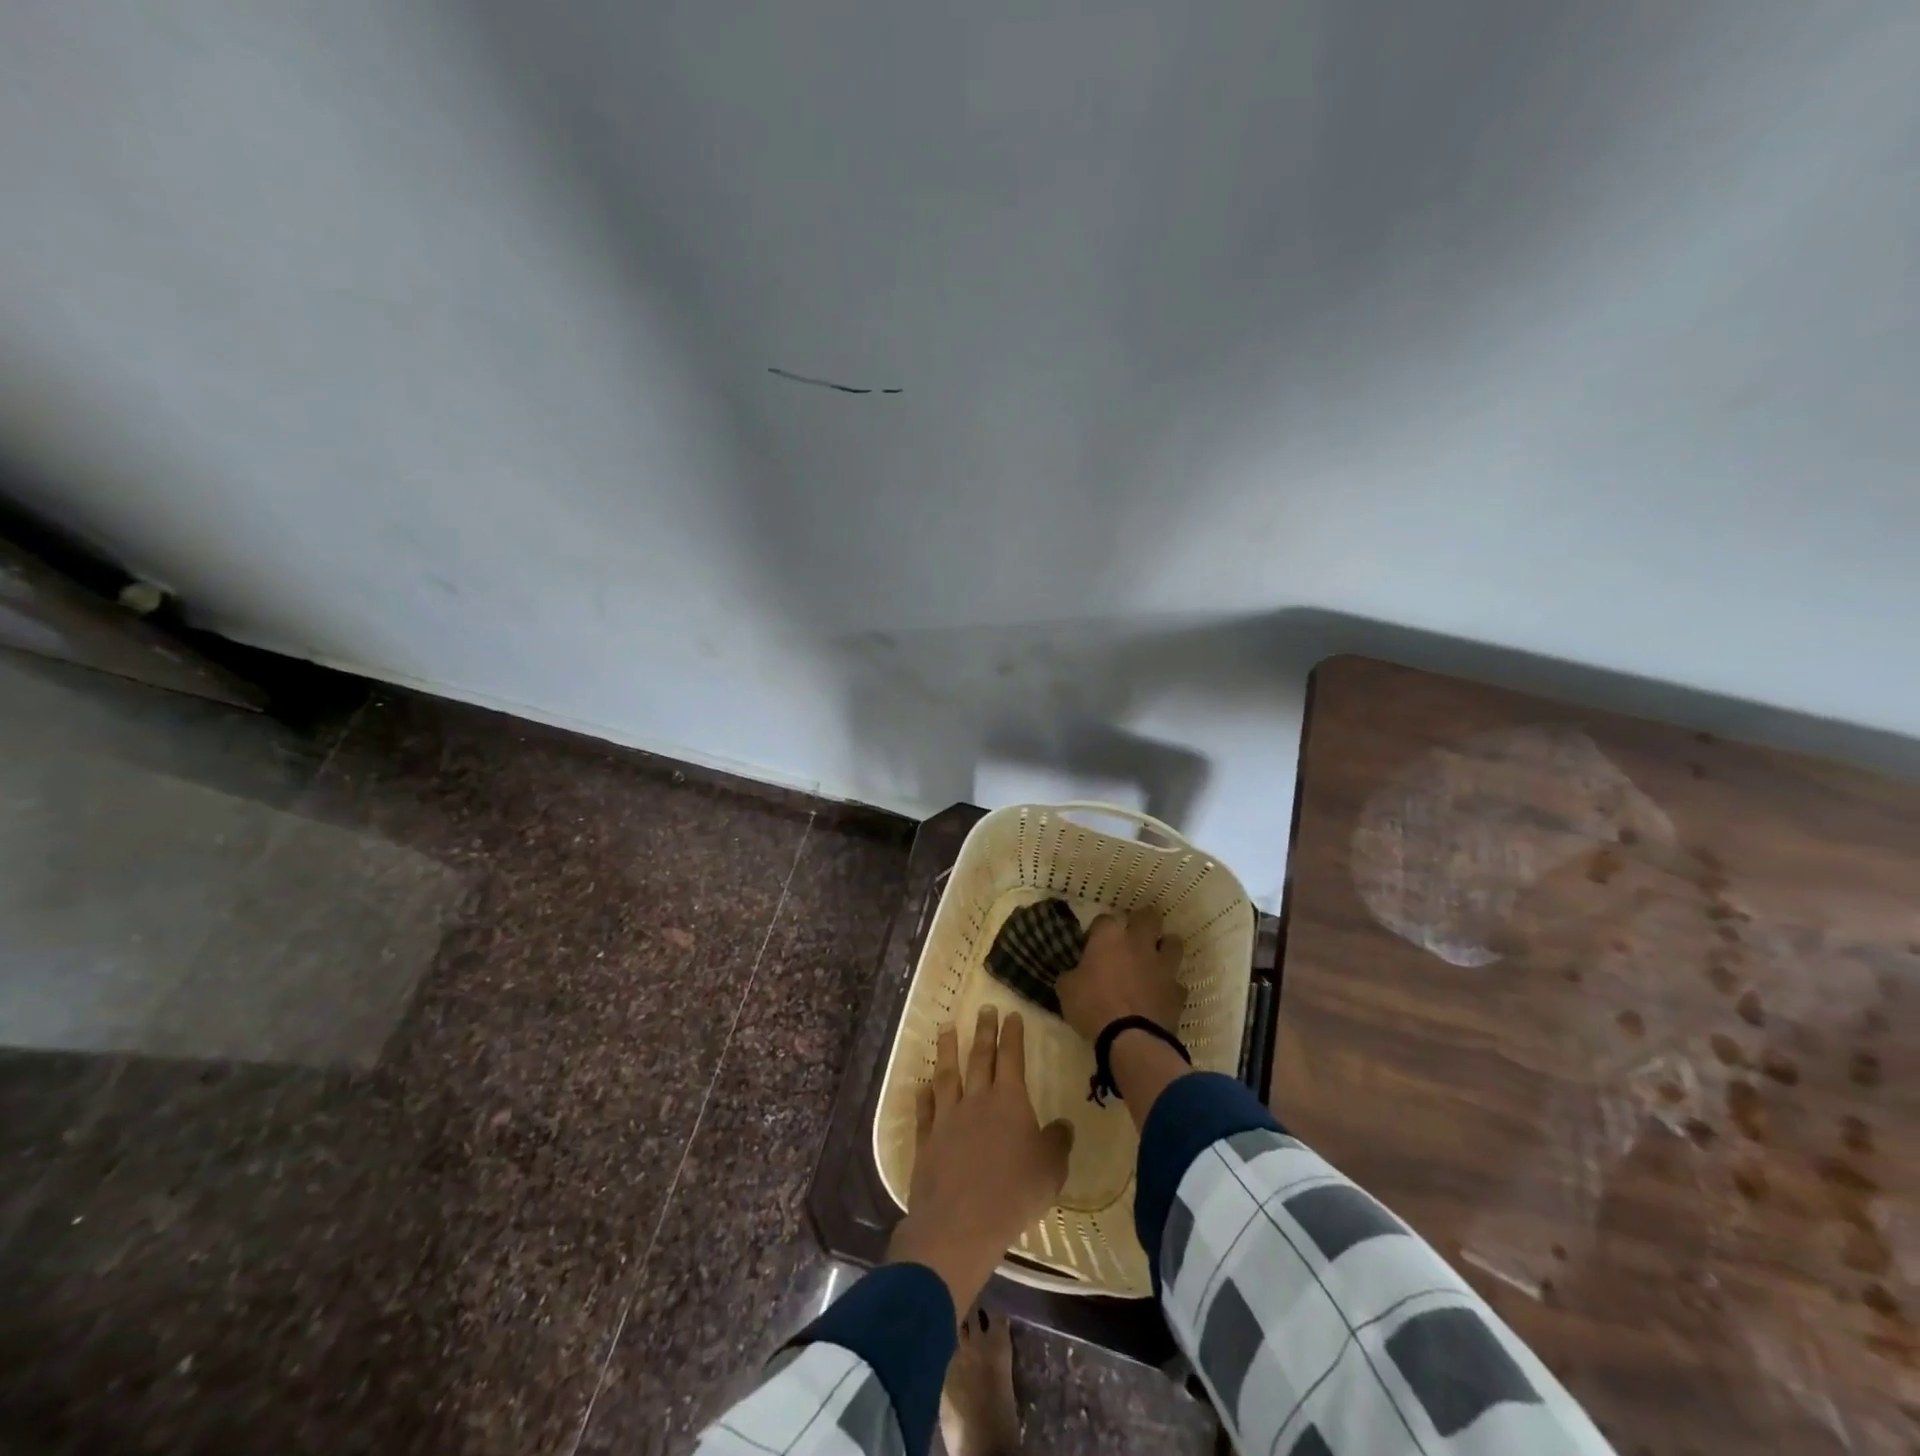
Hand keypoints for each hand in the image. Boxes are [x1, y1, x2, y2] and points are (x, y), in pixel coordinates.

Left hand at [887, 1006, 1073, 1310]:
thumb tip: (1063, 1125)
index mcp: (1009, 1101)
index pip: (1011, 1058)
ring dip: (947, 1050)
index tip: (1011, 1014)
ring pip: (948, 1075)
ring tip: (946, 1028)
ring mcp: (948, 1117)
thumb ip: (1057, 1143)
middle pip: (980, 1057)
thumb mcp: (1050, 1169)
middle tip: (984, 1009)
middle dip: (984, 1031)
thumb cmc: (1014, 1193)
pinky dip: (924, 1096)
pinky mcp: (927, 1140)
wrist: (960, 1222)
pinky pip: (925, 1110)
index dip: (1012, 1034)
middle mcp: (977, 1100)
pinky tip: (921, 1085)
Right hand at [1055, 909, 1184, 1043]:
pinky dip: (1169, 986)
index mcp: (1109, 938)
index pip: (1104, 920)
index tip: (1092, 945)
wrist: (1131, 1040)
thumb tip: (1074, 974)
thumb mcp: (1066, 990)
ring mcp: (1162, 966)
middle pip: (1148, 917)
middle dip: (1142, 922)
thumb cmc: (1092, 1007)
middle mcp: (1139, 944)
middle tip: (1133, 936)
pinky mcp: (1178, 991)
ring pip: (1173, 943)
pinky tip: (1161, 995)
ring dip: (1165, 948)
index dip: (1098, 931)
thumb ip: (1072, 975)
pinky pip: (1177, 982)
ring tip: (1155, 959)